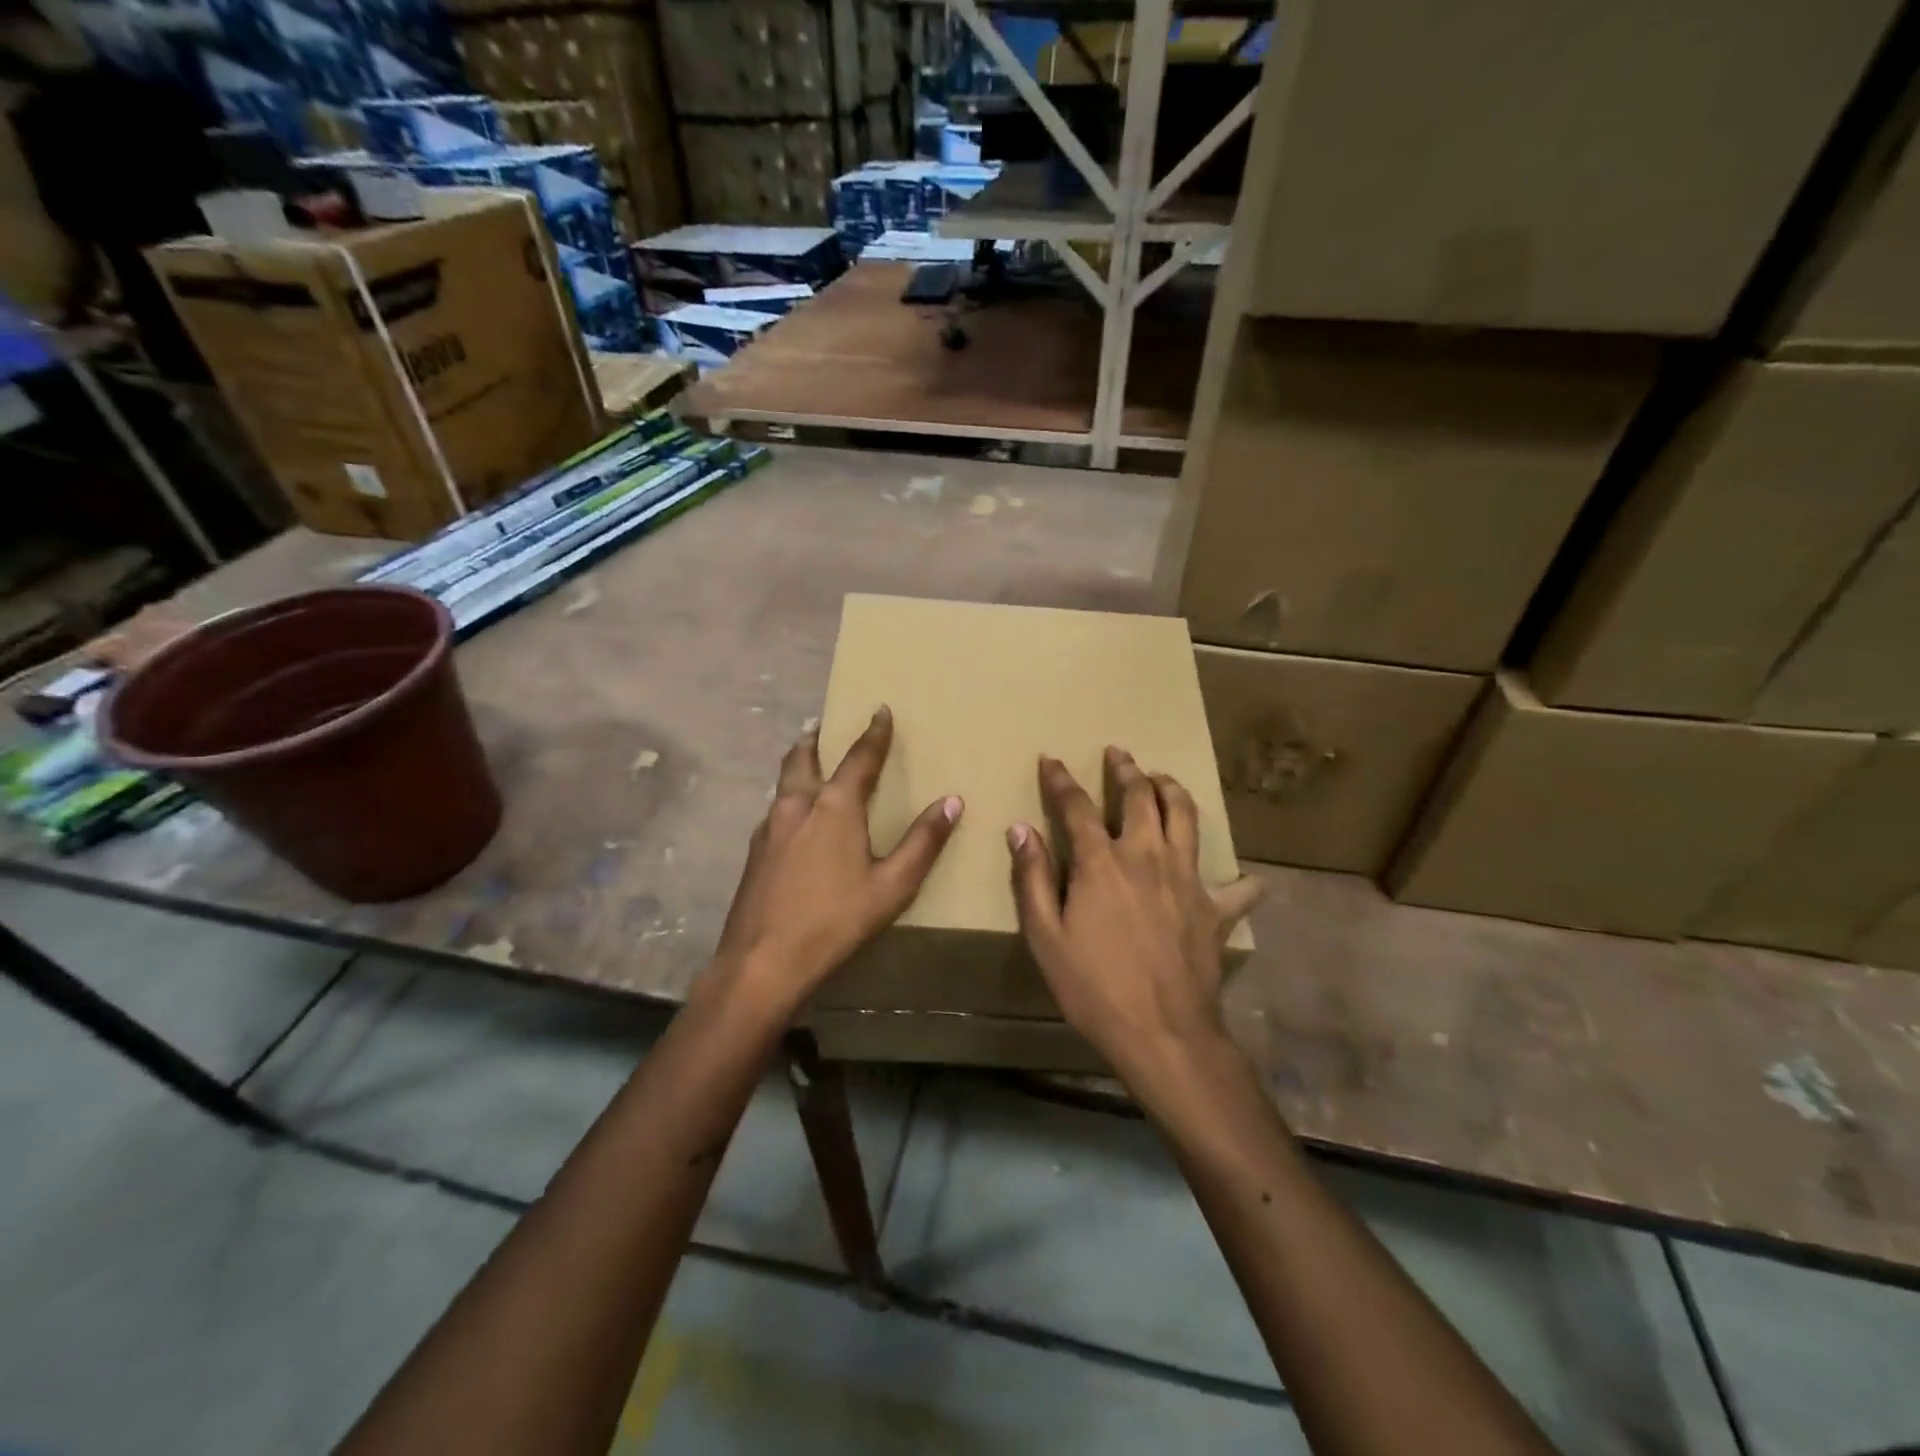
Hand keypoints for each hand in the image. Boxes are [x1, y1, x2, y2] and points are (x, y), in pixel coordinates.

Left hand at [712, 706, 961, 1010]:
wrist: (761, 962)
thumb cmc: (834, 922)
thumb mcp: (892, 886)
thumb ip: (923, 842)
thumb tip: (952, 801)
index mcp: (834, 807)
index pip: (859, 758)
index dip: (873, 733)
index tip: (880, 709)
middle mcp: (796, 805)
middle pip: (803, 758)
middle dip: (816, 739)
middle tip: (822, 725)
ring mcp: (768, 828)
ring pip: (783, 782)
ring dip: (797, 765)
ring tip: (807, 762)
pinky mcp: (753, 852)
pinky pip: (774, 809)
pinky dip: (787, 797)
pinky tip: (792, 818)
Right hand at [1008, 748, 1262, 1071]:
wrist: (1162, 1032)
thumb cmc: (1092, 986)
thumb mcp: (1045, 935)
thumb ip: (1032, 877)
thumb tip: (1019, 829)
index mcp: (1102, 862)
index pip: (1077, 806)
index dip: (1061, 779)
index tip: (1052, 760)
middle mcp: (1147, 855)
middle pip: (1140, 797)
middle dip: (1126, 770)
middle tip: (1119, 754)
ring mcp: (1188, 879)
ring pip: (1186, 817)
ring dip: (1173, 790)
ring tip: (1163, 779)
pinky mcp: (1216, 909)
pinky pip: (1237, 888)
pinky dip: (1240, 880)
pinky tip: (1245, 879)